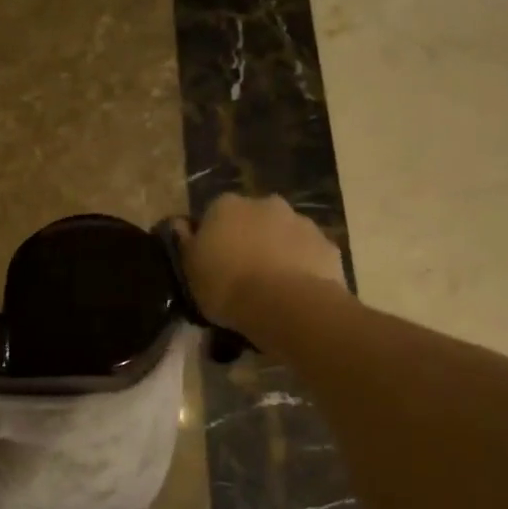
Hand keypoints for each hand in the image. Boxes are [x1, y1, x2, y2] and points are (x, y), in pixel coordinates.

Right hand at [177, 194, 346, 332]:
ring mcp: (301, 222)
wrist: (285, 305)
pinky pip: (309, 254)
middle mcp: (265, 203)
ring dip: (278, 250)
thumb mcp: (190, 269)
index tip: (212, 262)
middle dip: (250, 238)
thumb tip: (180, 224)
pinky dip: (303, 266)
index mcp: (226, 205)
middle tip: (243, 273)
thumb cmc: (227, 286)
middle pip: (253, 219)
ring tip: (272, 286)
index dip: (213, 238)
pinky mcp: (327, 245)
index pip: (214, 214)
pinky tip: (296, 292)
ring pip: (284, 234)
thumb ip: (185, 242)